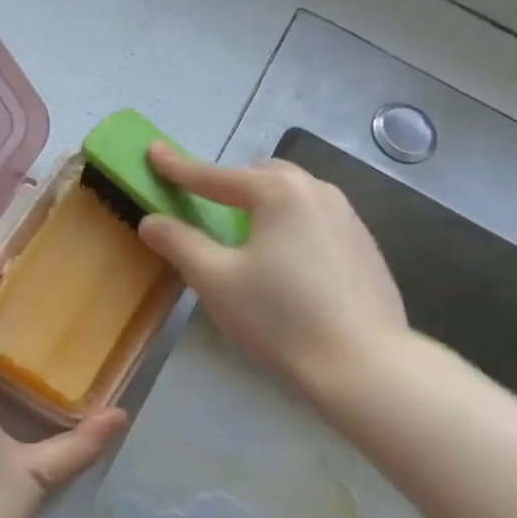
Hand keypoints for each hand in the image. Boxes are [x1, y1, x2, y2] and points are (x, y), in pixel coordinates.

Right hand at [137, 142, 407, 390]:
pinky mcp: (365, 248)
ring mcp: (349, 218)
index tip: (153, 151)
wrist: (363, 366)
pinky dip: (291, 228)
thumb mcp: (215, 280)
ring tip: (247, 235)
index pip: (215, 176)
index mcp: (279, 192)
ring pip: (294, 197)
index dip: (178, 166)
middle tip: (206, 205)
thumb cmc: (280, 318)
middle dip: (229, 184)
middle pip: (261, 177)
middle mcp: (318, 192)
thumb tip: (151, 220)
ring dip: (263, 205)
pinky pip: (317, 221)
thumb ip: (179, 243)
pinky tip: (288, 265)